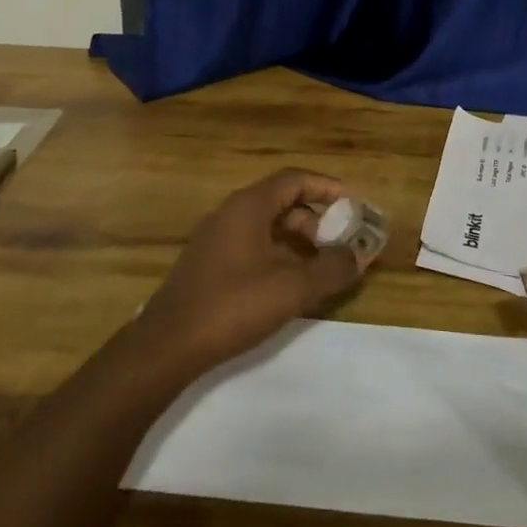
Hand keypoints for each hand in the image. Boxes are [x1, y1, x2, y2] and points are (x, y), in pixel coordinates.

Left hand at [136, 169, 370, 372]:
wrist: (166, 347)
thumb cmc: (232, 306)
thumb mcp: (292, 289)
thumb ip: (332, 269)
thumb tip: (361, 256)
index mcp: (249, 206)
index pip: (295, 179)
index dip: (327, 188)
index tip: (352, 204)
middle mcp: (230, 213)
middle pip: (282, 201)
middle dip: (316, 219)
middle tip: (340, 242)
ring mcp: (215, 238)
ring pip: (266, 226)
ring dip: (297, 240)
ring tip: (321, 266)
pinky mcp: (207, 264)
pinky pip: (251, 245)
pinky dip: (277, 254)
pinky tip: (288, 284)